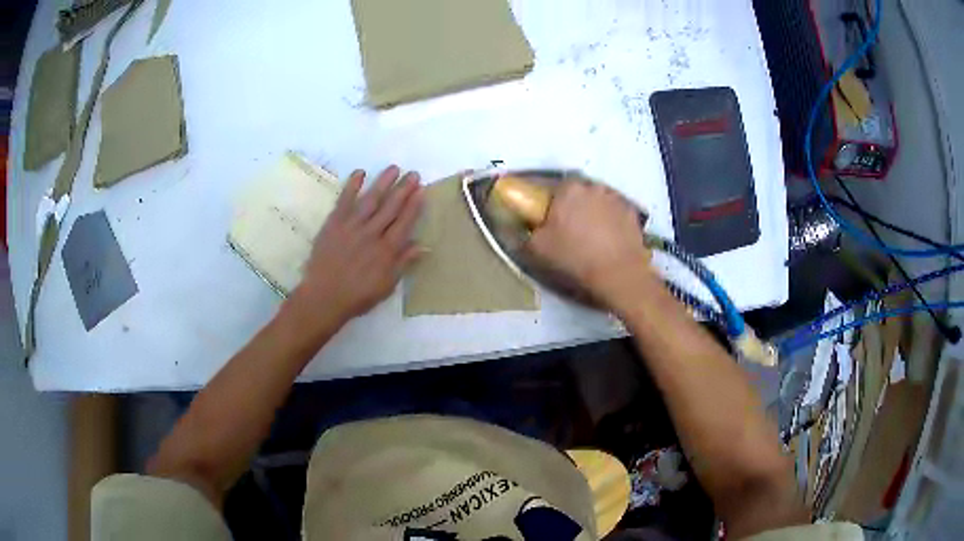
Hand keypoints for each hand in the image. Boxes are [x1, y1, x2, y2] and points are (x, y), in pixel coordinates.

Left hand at [287, 165, 422, 331]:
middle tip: (413, 174)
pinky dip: (352, 186)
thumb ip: (403, 263)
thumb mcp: (387, 285)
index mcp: (386, 250)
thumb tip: (423, 245)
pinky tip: (360, 173)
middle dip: (403, 189)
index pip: (404, 223)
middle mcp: (372, 234)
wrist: (324, 297)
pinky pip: (344, 201)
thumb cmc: (357, 296)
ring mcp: (352, 226)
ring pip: (371, 200)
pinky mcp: (334, 224)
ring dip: (383, 183)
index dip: (414, 206)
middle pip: (390, 207)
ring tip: (393, 168)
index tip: (422, 191)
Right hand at [527, 181, 653, 309]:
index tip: (547, 221)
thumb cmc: (575, 258)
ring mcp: (615, 198)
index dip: (547, 205)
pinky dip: (609, 221)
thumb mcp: (537, 250)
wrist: (619, 276)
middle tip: (567, 230)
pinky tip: (607, 241)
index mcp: (568, 189)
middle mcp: (593, 186)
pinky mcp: (632, 212)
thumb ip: (523, 232)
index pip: (550, 187)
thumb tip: (514, 225)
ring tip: (589, 237)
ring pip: (596, 201)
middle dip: (570, 207)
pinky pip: (613, 212)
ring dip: (591, 212)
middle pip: (576, 193)